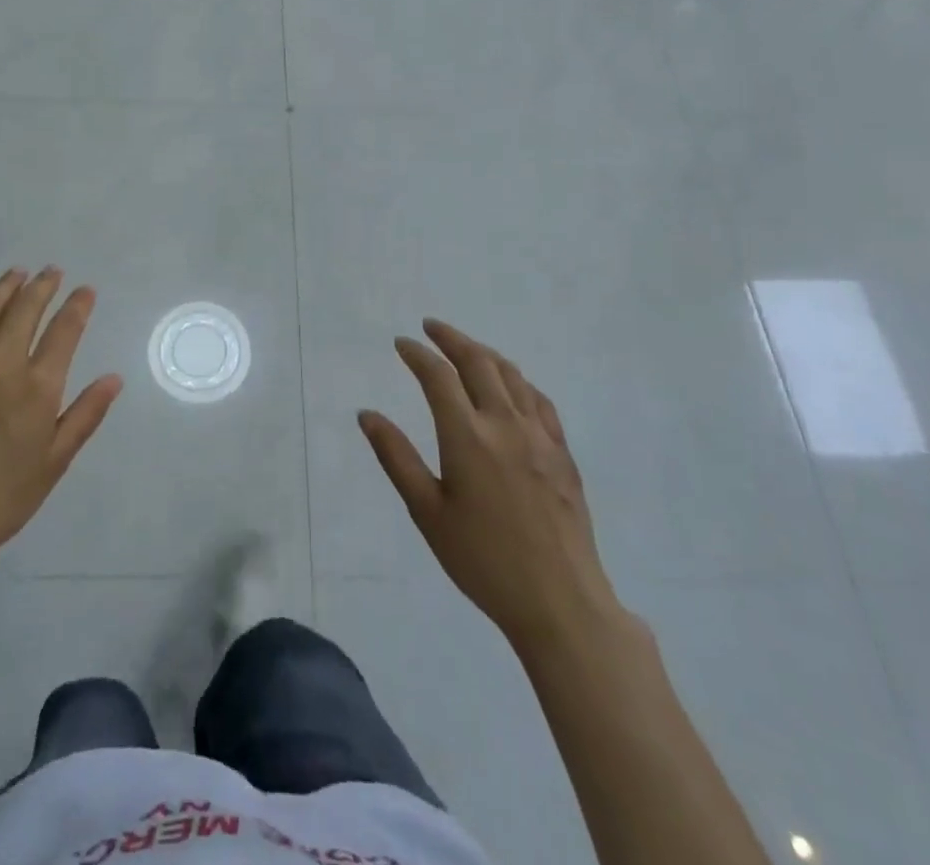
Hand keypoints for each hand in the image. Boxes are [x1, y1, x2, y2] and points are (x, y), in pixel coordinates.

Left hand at [0, 268, 122, 554]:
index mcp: (38, 386)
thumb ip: (86, 414)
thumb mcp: (56, 460)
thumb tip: (114, 379)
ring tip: (18, 274)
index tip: (85, 290)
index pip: (64, 330)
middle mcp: (3, 364)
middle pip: (25, 309)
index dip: (77, 305)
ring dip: (6, 288)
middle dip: (43, 286)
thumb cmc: (6, 493)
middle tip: (52, 272)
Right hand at [358, 319, 622, 643]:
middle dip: (451, 338)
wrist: (561, 603)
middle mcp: (504, 423)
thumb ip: (396, 457)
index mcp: (467, 436)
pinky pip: (539, 399)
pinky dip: (518, 380)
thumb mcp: (427, 513)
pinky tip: (511, 386)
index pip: (438, 376)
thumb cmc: (483, 561)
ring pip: (511, 375)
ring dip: (484, 353)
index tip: (401, 343)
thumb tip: (367, 414)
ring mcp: (539, 436)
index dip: (417, 354)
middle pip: (478, 362)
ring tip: (466, 348)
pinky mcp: (563, 453)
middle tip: (430, 327)